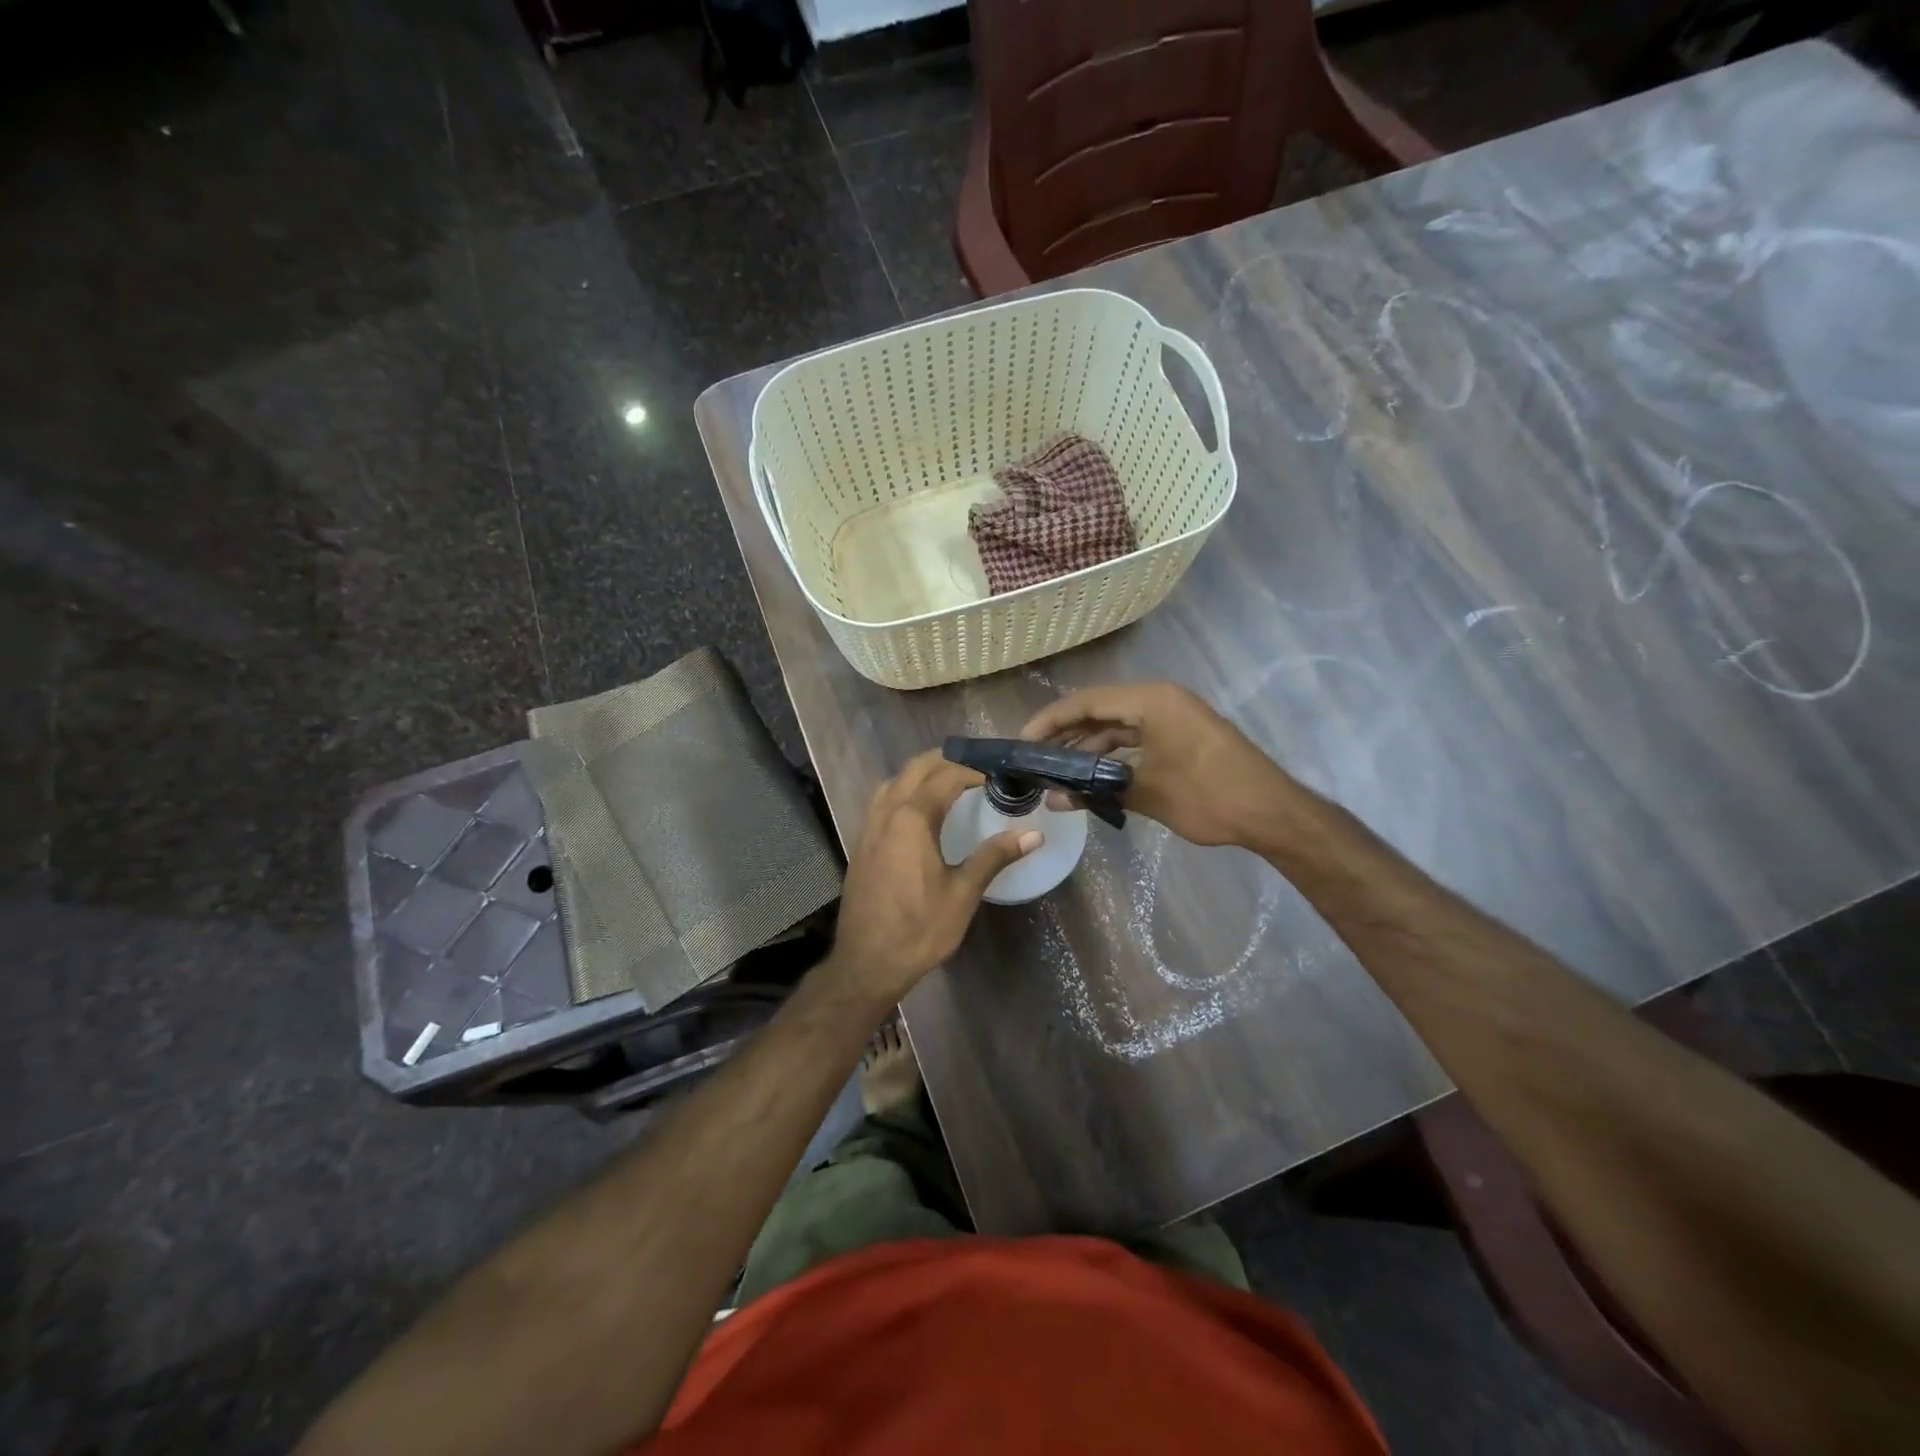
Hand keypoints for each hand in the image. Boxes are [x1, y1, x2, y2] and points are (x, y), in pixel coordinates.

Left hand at [827, 750, 1040, 1004]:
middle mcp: (887, 813)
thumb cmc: (919, 928)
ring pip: (894, 782)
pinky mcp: (861, 844)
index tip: (997, 773)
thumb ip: (994, 856)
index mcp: (912, 818)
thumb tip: (1034, 834)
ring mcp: (869, 828)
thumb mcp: (963, 893)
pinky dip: (904, 791)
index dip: (973, 770)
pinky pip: (882, 802)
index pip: (946, 777)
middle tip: (977, 767)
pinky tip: (919, 811)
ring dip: (921, 773)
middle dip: (946, 760)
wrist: (867, 962)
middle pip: (916, 769)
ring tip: (950, 781)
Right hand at [1021, 682, 1296, 847]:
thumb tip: (1053, 800)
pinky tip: (1092, 777)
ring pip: (1117, 726)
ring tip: (1056, 774)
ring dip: (1088, 748)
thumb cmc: (1208, 795)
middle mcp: (1160, 699)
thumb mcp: (1147, 794)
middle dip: (1066, 736)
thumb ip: (1095, 791)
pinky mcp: (1182, 735)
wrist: (1272, 812)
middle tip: (1034, 760)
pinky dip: (1113, 755)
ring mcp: (1173, 716)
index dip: (1050, 721)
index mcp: (1151, 700)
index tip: (1022, 742)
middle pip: (1100, 711)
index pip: (1086, 702)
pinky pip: (1137, 737)